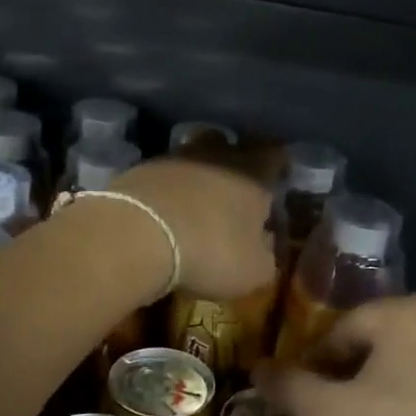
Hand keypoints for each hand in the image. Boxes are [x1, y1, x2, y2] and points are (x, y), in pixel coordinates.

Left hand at [111, 159, 275, 301]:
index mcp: (253, 172)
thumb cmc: (210, 251)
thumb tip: (264, 247)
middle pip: (230, 145)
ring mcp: (174, 157)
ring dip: (197, 176)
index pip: (275, 154)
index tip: (278, 178)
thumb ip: (266, 257)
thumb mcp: (253, 271)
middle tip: (235, 189)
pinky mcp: (139, 169)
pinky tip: (164, 213)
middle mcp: (217, 153)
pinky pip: (162, 175)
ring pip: (193, 156)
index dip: (278, 165)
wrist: (137, 236)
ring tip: (196, 203)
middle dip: (234, 162)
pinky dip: (166, 190)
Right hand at [254, 294, 415, 415]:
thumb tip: (256, 368)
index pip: (338, 330)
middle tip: (334, 414)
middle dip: (347, 374)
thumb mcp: (335, 415)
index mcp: (399, 310)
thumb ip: (290, 388)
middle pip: (371, 339)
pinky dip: (412, 392)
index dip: (314, 365)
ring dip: (379, 383)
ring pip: (402, 356)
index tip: (306, 400)